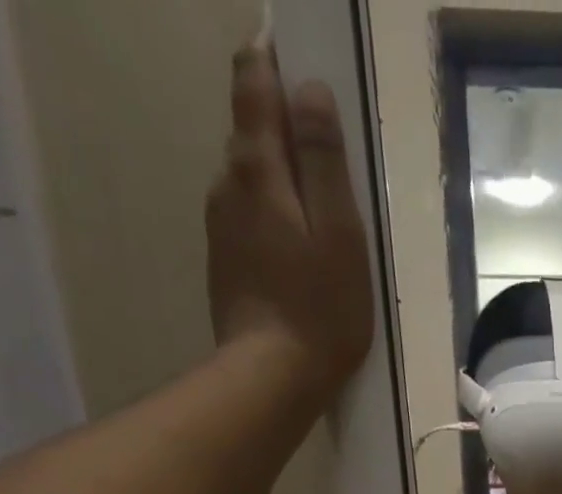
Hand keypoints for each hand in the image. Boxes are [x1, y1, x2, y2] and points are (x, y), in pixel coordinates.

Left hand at [207, 27, 374, 400]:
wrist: (271, 375)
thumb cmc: (320, 310)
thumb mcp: (341, 235)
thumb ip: (325, 162)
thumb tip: (310, 90)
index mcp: (259, 168)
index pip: (253, 84)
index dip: (269, 59)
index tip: (287, 51)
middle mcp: (228, 183)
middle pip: (249, 130)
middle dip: (279, 123)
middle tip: (321, 143)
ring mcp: (220, 224)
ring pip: (248, 177)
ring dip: (277, 176)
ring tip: (315, 205)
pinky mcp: (224, 261)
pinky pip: (248, 217)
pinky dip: (270, 214)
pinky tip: (295, 247)